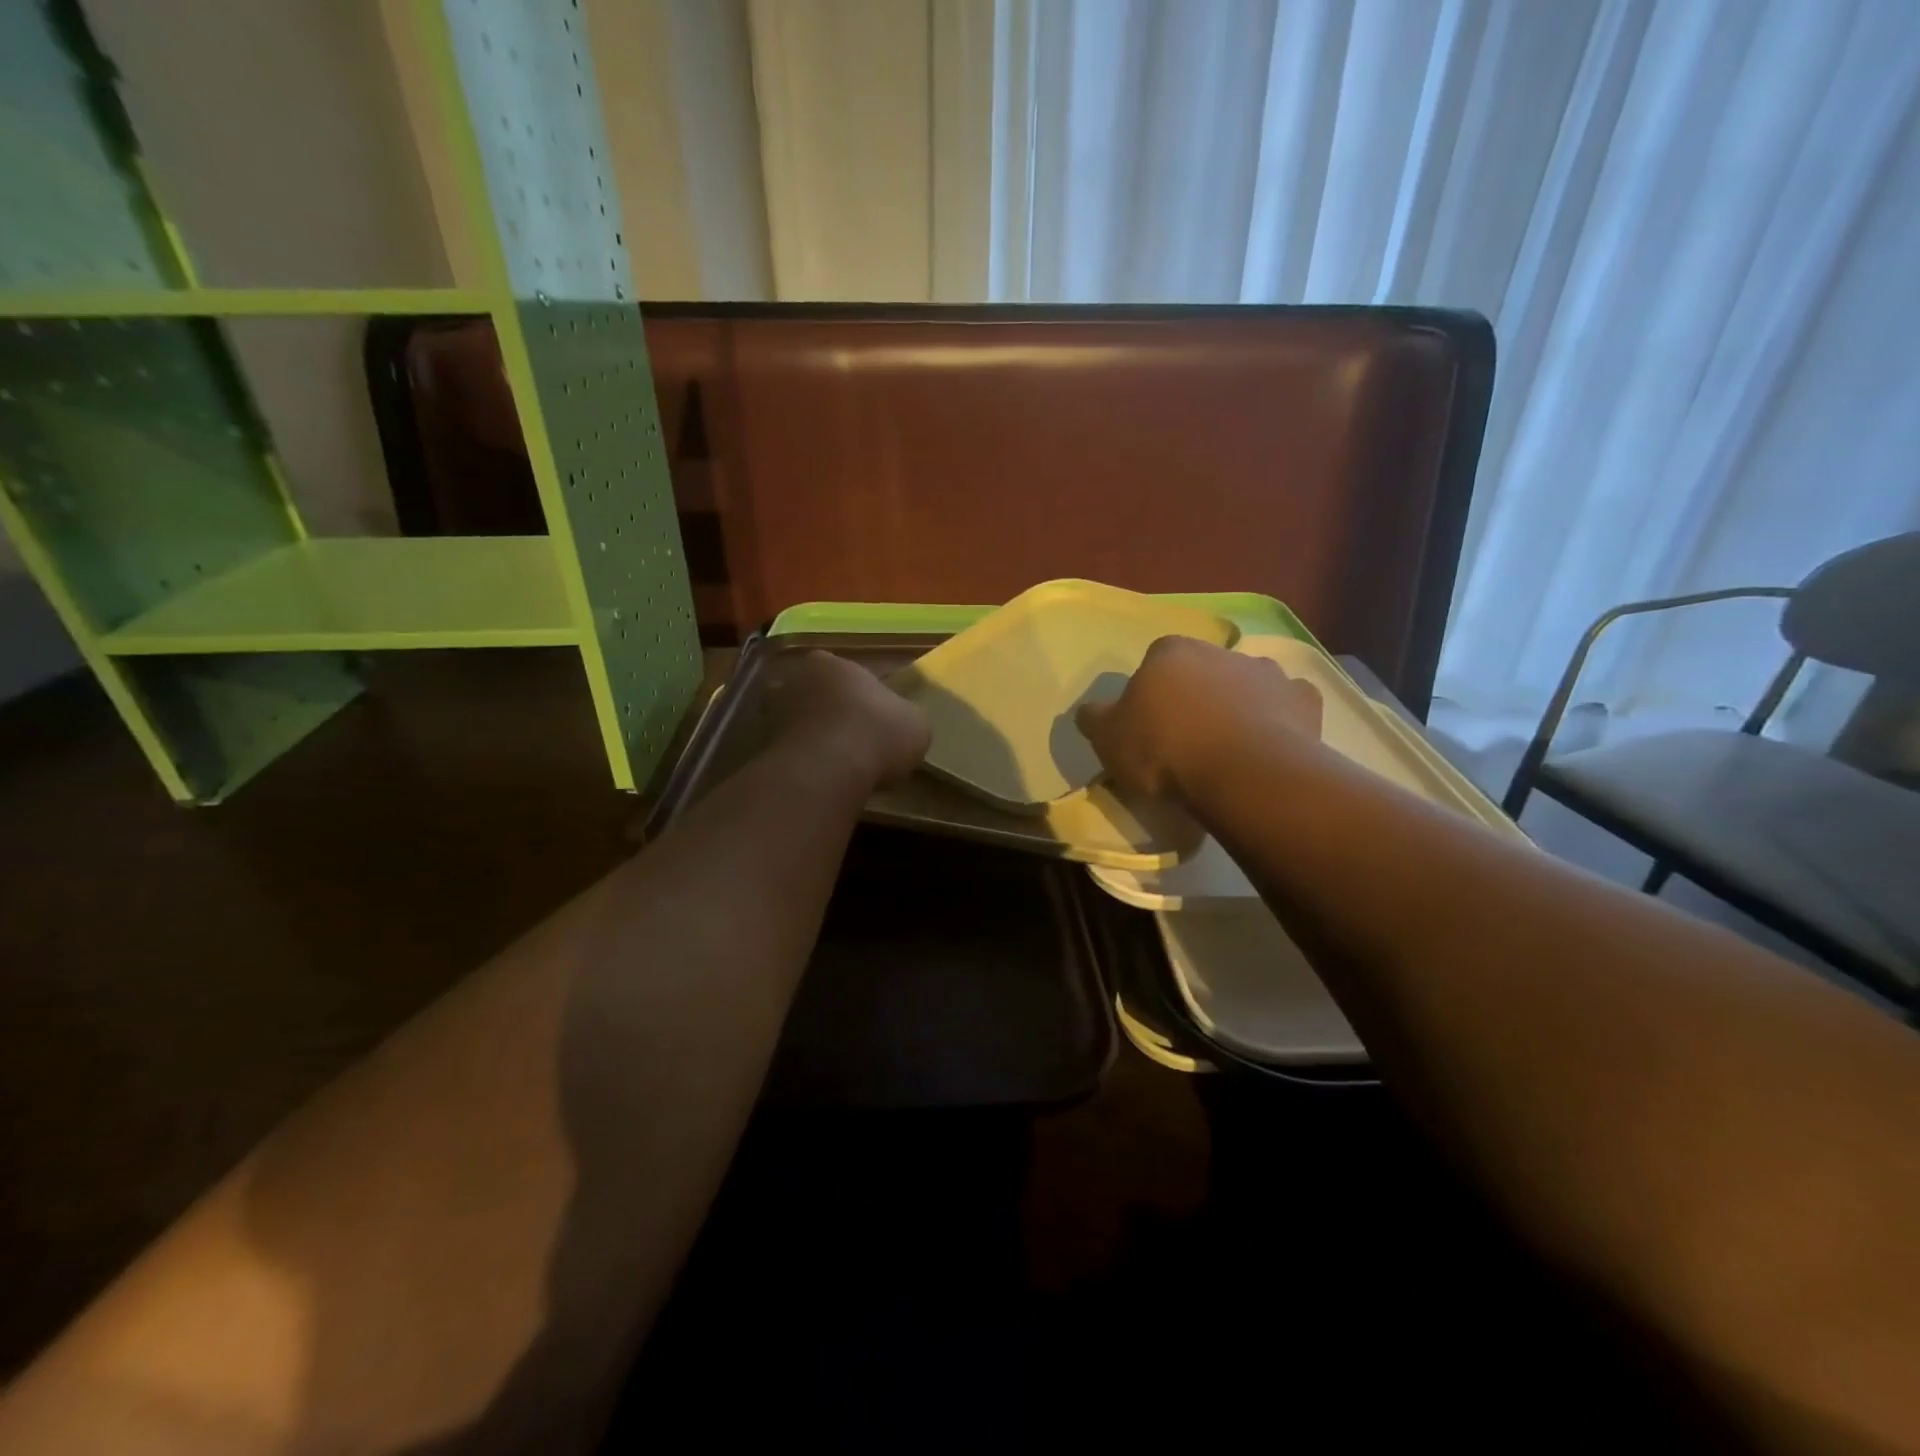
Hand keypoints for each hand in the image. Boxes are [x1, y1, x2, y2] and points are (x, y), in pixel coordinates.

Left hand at [765, 649, 930, 787]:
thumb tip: (901, 724)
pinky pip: (785, 752)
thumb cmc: (878, 733)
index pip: (845, 672)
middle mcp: (795, 679)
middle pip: (813, 693)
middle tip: (850, 739)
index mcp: (832, 664)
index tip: (872, 717)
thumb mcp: (915, 724)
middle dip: (828, 712)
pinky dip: (798, 763)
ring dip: (809, 738)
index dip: (859, 694)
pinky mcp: (760, 748)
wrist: (828, 770)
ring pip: (795, 722)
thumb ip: (904, 717)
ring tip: (832, 765)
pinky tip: (817, 780)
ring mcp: (771, 713)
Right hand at [1075, 636, 1321, 798]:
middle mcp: (1221, 651)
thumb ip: (1095, 719)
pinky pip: (1285, 709)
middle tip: (1187, 741)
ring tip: (1229, 751)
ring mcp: (1268, 673)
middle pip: (1202, 672)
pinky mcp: (1304, 701)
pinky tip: (1267, 750)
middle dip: (1196, 697)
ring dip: (1237, 707)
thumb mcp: (1108, 740)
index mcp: (1171, 651)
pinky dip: (1278, 722)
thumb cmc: (1165, 750)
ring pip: (1246, 687)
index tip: (1149, 727)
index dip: (1151, 694)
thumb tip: (1089, 711)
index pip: (1155, 662)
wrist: (1242, 774)